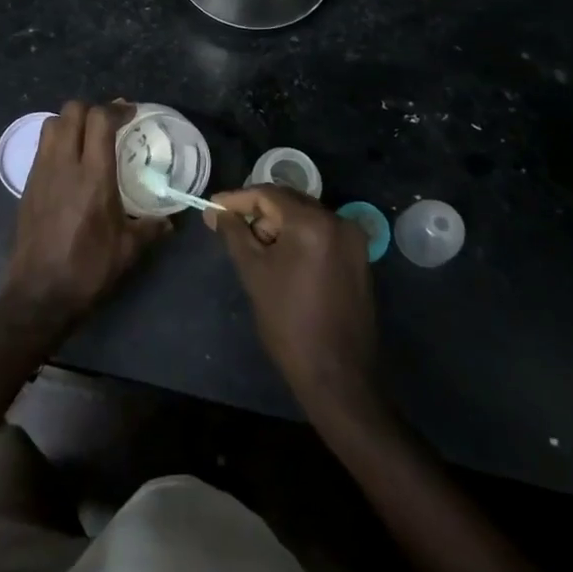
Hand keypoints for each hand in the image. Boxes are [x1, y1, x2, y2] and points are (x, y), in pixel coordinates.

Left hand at [3, 101, 167, 337]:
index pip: (99, 120)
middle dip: (93, 108)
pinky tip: (70, 161)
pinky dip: (57, 140)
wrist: (39, 293)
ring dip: (71, 121)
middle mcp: (64, 164)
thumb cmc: (88, 269)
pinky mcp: (27, 184)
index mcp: (93, 175)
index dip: (116, 109)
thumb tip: (170, 220)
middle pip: (72, 111)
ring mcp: (41, 171)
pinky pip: (42, 146)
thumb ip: (151, 228)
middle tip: (109, 122)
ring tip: (87, 136)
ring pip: (52, 123)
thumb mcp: (128, 250)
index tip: (130, 112)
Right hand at [206, 186, 378, 416]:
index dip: (237, 199)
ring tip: (255, 248)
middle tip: (231, 228)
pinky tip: (281, 258)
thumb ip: (233, 233)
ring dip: (278, 225)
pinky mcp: (358, 257)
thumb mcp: (254, 273)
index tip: (213, 207)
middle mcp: (338, 221)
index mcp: (312, 222)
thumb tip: (215, 211)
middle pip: (289, 201)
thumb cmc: (289, 322)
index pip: (268, 194)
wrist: (337, 376)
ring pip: (305, 216)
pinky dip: (299, 237)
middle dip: (258, 212)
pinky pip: (321, 233)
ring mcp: (353, 239)